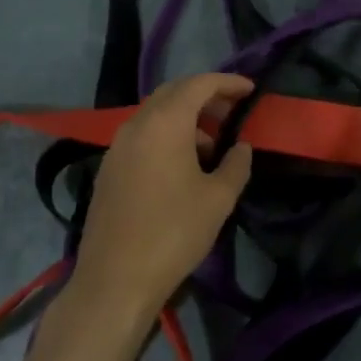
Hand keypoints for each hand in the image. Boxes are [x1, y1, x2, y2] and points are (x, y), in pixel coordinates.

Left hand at [70, 74, 254, 321]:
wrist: (115, 278)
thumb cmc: (173, 233)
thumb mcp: (217, 199)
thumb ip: (236, 165)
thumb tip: (241, 147)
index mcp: (165, 123)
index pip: (199, 84)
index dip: (227, 82)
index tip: (251, 90)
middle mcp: (137, 124)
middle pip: (173, 93)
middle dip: (205, 96)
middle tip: (233, 111)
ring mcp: (118, 146)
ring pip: (156, 114)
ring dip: (185, 118)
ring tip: (213, 144)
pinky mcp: (109, 168)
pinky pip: (142, 135)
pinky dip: (166, 135)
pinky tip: (183, 165)